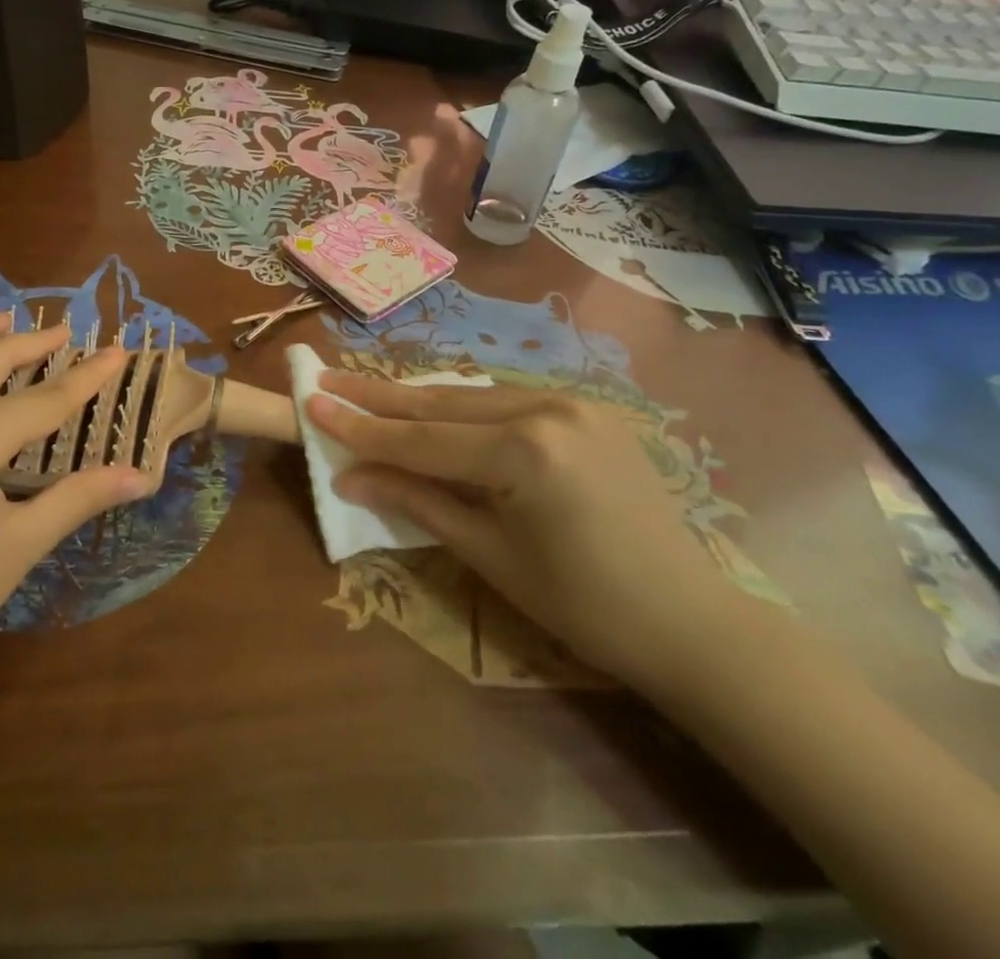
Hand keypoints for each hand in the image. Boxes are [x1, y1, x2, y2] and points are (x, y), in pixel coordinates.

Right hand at [308, 375, 742, 693]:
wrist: (688, 620)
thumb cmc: (583, 604)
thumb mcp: (489, 554)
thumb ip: (417, 501)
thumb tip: (350, 477)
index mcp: (524, 451)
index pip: (420, 437)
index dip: (361, 426)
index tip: (311, 401)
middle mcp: (547, 407)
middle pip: (442, 401)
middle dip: (379, 395)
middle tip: (327, 379)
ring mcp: (572, 401)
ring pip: (473, 393)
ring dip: (418, 397)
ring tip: (366, 390)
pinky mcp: (588, 408)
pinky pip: (507, 400)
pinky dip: (464, 405)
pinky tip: (434, 405)